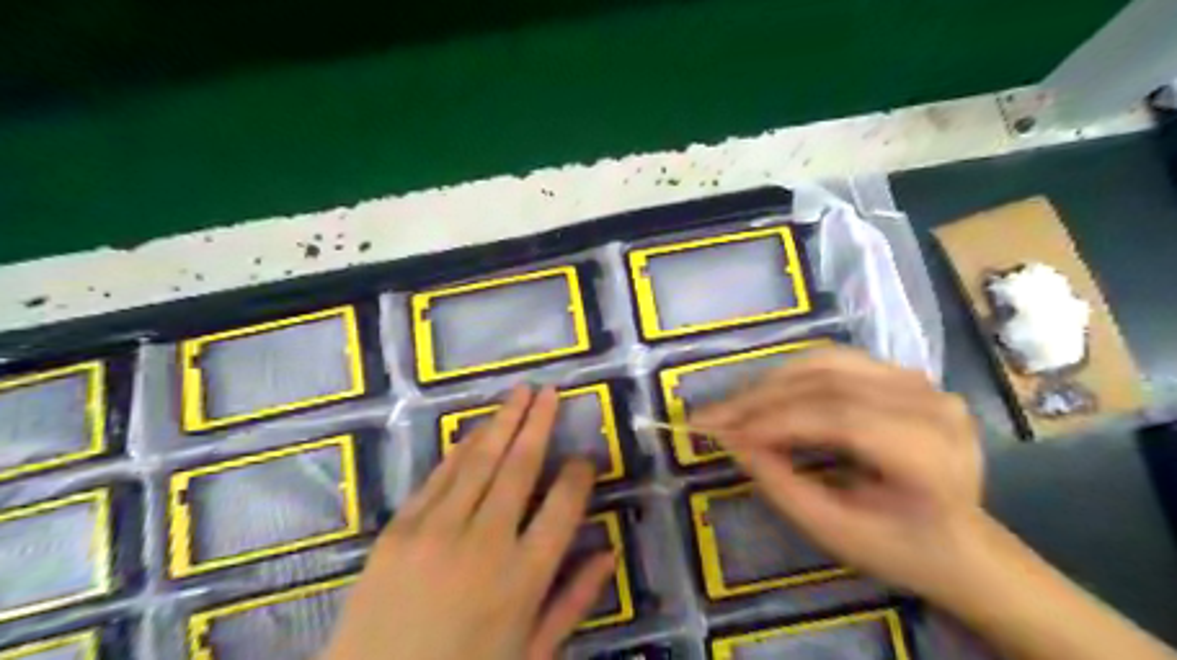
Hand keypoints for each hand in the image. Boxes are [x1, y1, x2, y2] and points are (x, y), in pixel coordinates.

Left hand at [319, 387, 615, 659]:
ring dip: (502, 422)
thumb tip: (609, 553)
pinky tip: (477, 430)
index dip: (578, 475)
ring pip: (478, 461)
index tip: (585, 458)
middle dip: (539, 424)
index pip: (563, 506)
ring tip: (520, 393)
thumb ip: (573, 601)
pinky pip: (437, 477)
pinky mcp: (397, 530)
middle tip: (551, 392)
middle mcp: (484, 543)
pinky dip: (461, 450)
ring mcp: (435, 531)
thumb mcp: (532, 653)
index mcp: (523, 578)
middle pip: (520, 467)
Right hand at [692, 348, 986, 600]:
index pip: (842, 419)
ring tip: (732, 406)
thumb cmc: (901, 548)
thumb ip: (782, 485)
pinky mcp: (904, 374)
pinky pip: (835, 362)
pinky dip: (791, 375)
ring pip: (826, 363)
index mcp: (933, 456)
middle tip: (711, 416)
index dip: (776, 421)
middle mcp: (932, 406)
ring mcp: (921, 382)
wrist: (962, 541)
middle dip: (761, 399)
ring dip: (770, 382)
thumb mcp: (836, 532)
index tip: (722, 433)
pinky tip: (765, 393)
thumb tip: (732, 441)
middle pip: (830, 384)